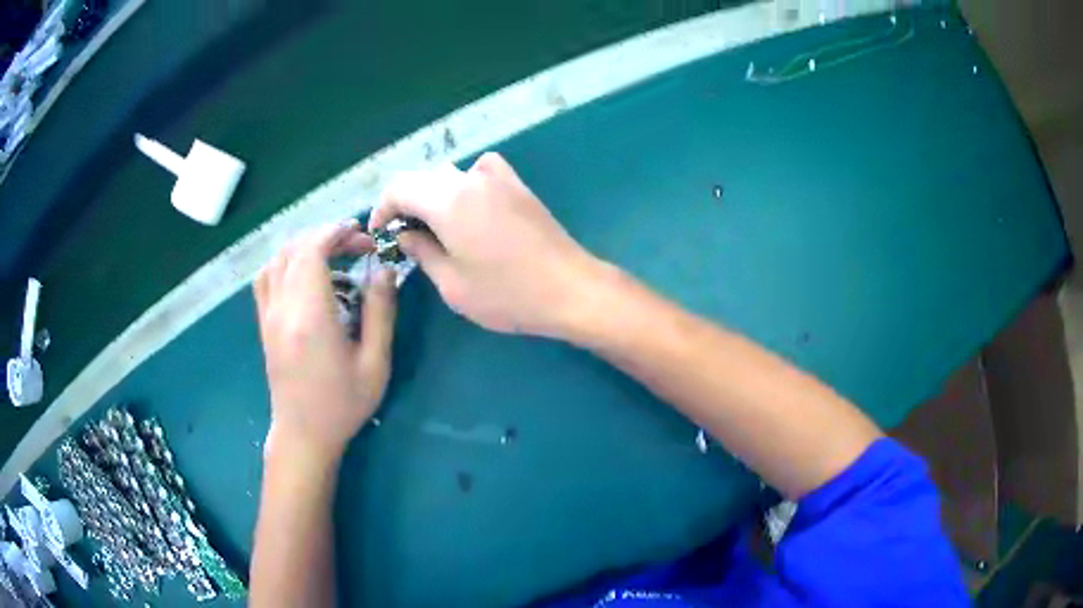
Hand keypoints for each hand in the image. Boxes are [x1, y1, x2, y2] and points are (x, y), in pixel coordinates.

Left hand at [253, 221, 396, 462]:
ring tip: (332, 253)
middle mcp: (283, 308)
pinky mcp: (264, 324)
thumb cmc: (343, 405)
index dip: (337, 233)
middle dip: (327, 236)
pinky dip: (284, 262)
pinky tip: (303, 272)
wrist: (304, 434)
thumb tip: (383, 270)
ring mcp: (269, 315)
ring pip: (277, 259)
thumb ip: (380, 312)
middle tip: (357, 246)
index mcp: (310, 316)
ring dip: (305, 246)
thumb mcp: (375, 363)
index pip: (313, 251)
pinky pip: (266, 277)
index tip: (362, 234)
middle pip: (296, 249)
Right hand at [370, 153, 599, 336]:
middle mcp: (470, 178)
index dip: (382, 208)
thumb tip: (405, 234)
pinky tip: (470, 208)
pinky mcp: (518, 185)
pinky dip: (464, 184)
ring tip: (434, 228)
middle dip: (405, 203)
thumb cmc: (507, 294)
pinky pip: (479, 171)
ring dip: (433, 195)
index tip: (380, 233)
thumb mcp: (452, 284)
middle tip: (404, 236)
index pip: (399, 188)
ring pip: (449, 174)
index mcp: (448, 200)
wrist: (570, 288)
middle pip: (423, 178)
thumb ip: (422, 251)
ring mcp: (499, 177)